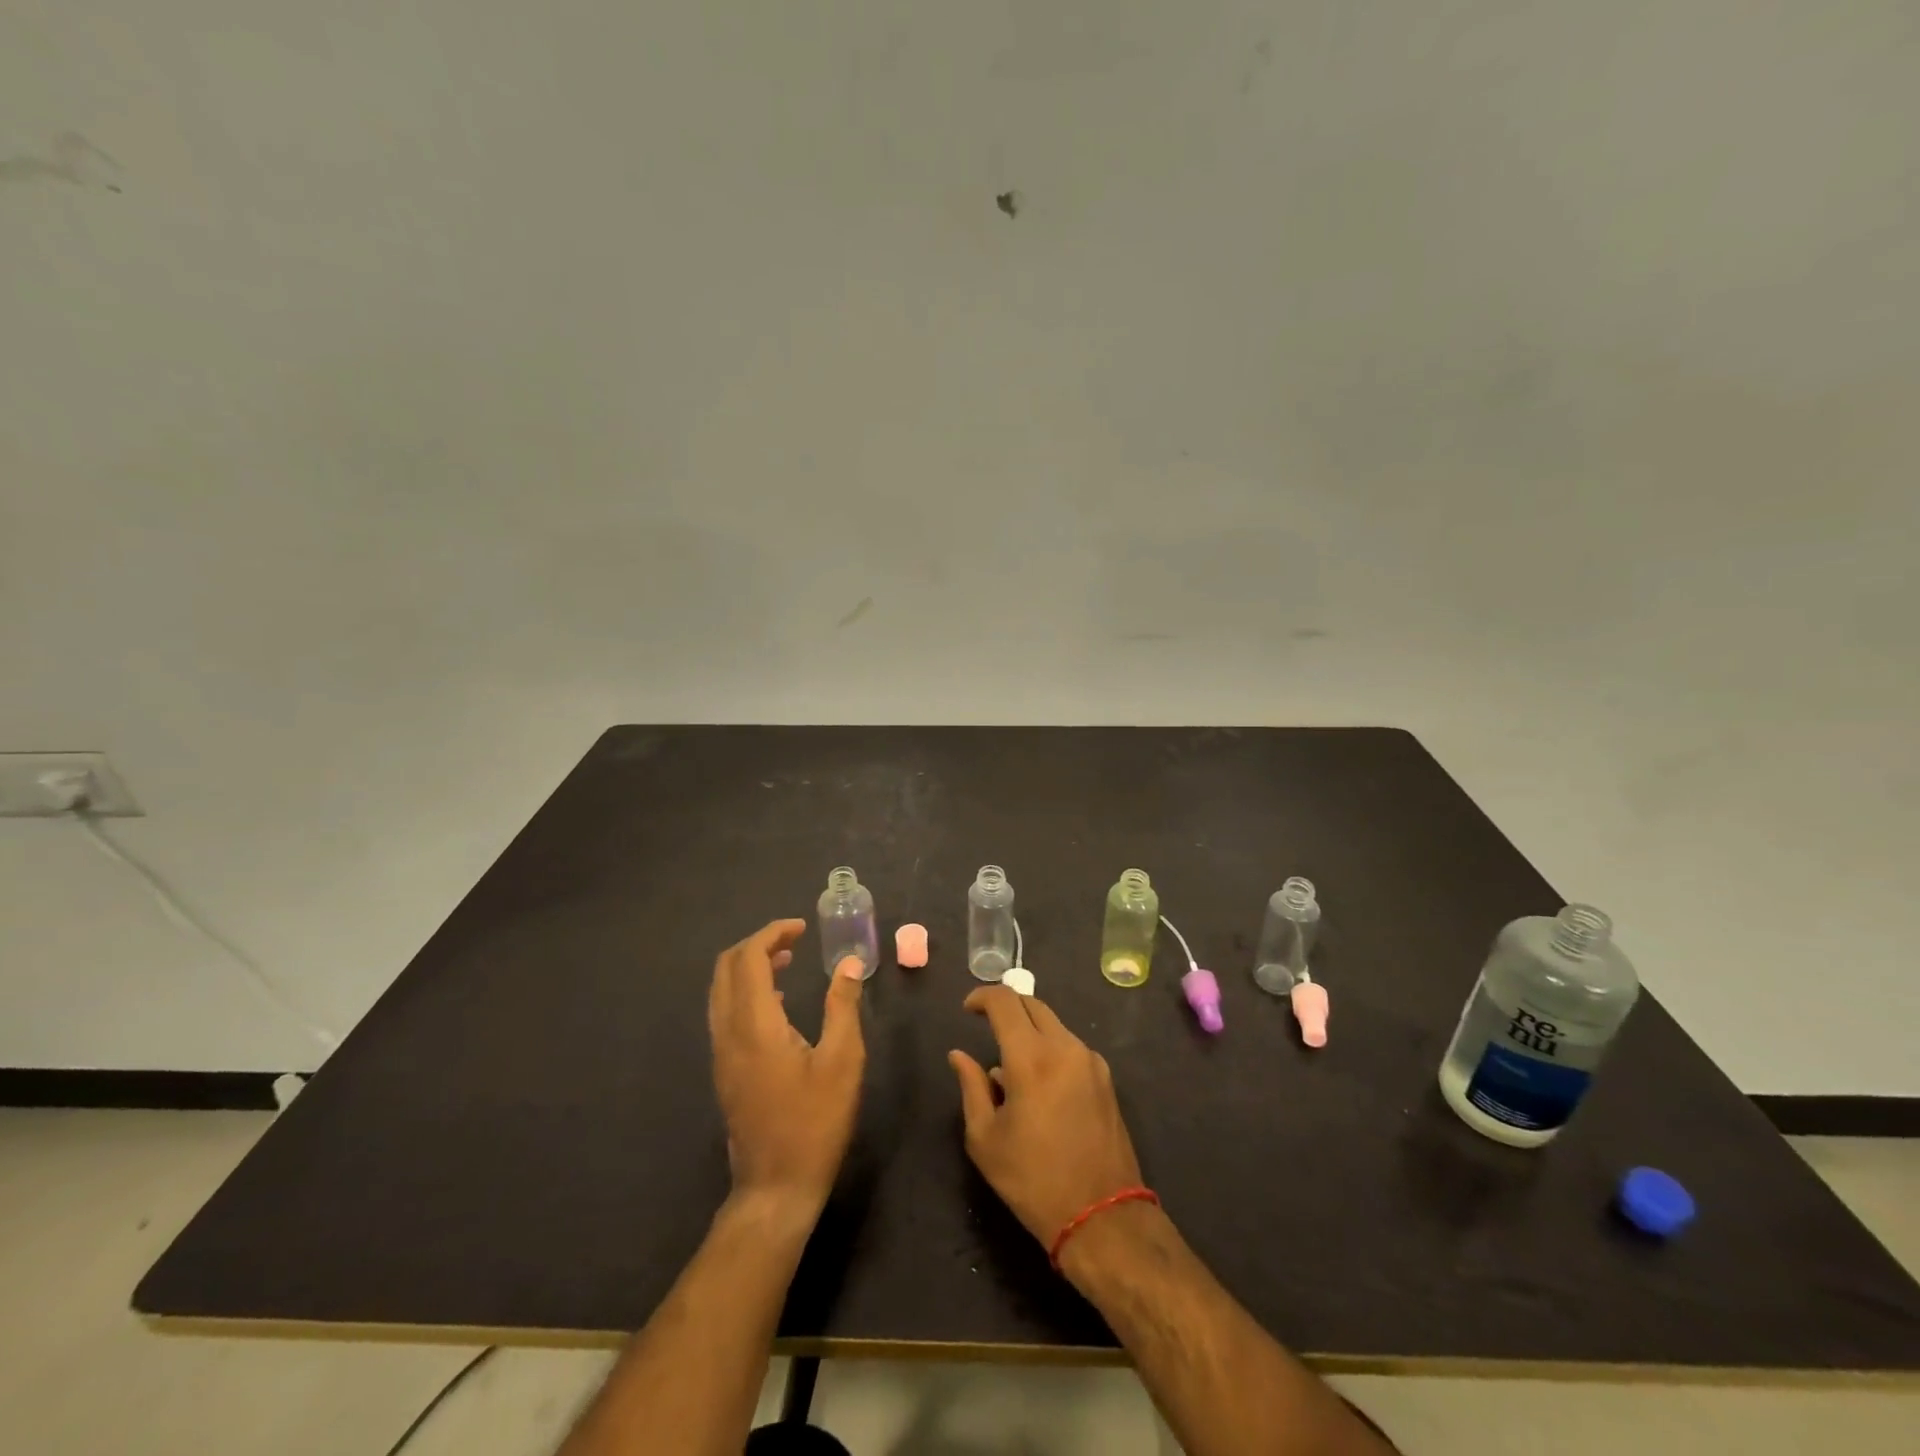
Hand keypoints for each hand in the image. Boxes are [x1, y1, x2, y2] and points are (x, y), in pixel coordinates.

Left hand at [708, 920, 865, 1218]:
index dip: (772, 934)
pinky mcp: (724, 1070)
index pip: (748, 958)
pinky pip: (724, 1012)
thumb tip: (849, 964)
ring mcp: (721, 1053)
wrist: (775, 1187)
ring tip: (787, 963)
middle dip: (757, 945)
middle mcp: (728, 1033)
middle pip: (726, 968)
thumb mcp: (843, 1061)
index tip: (802, 928)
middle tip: (794, 941)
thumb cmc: (814, 1123)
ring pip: (721, 990)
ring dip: (749, 967)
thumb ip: (843, 1006)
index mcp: (754, 1025)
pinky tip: (776, 1001)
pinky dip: (745, 991)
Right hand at [948, 986, 1143, 1246]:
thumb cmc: (1034, 1180)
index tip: (967, 1009)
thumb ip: (971, 1088)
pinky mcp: (1105, 1078)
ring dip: (1029, 1029)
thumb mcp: (986, 1139)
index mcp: (1032, 1058)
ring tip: (1010, 1066)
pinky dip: (1049, 1048)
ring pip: (1053, 1024)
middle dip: (1006, 1007)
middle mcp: (1065, 1047)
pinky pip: (1070, 1047)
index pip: (1005, 1001)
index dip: (982, 997)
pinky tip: (1038, 1084)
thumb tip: (959, 1055)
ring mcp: (1090, 1061)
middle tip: (986, 1026)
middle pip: (1032, 1004)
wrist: (1103, 1217)